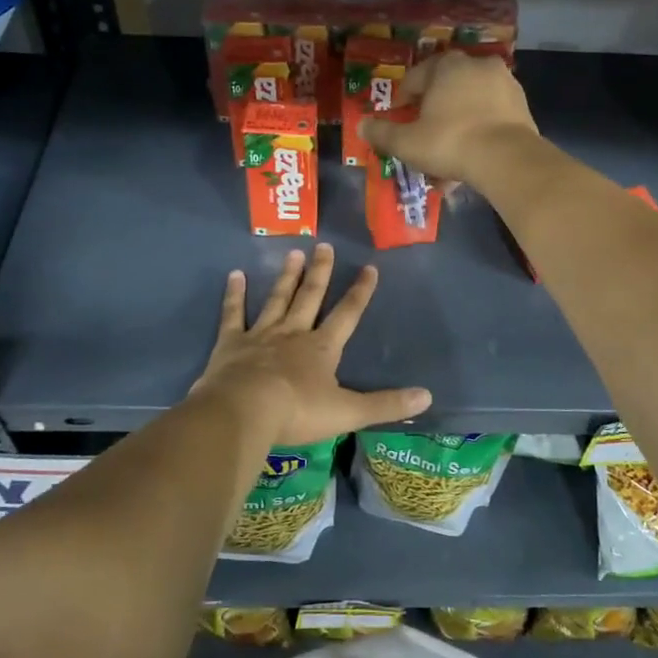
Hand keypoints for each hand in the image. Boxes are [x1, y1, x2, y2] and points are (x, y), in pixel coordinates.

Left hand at [191, 243, 431, 444]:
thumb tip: (427, 397)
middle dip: (319, 272)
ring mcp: (261, 335)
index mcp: (322, 348)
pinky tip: (235, 275)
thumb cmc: (298, 412)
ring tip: (293, 253)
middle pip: (310, 297)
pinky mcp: (231, 344)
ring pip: (277, 300)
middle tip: (323, 245)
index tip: (369, 267)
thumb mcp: (348, 412)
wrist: (244, 412)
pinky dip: (234, 295)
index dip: (360, 292)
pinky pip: (234, 314)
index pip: (347, 314)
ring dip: (286, 277)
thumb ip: (386, 405)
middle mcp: (293, 333)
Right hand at [357, 50, 537, 187]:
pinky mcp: (522, 104)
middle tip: (424, 134)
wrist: (507, 158)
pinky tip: (472, 154)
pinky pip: (491, 114)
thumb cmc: (450, 142)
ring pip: (470, 102)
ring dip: (458, 122)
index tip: (399, 117)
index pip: (417, 77)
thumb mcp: (407, 142)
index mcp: (447, 65)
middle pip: (446, 87)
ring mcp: (504, 82)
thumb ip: (382, 134)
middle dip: (433, 111)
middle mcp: (477, 64)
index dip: (404, 98)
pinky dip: (479, 129)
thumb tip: (361, 126)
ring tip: (449, 151)